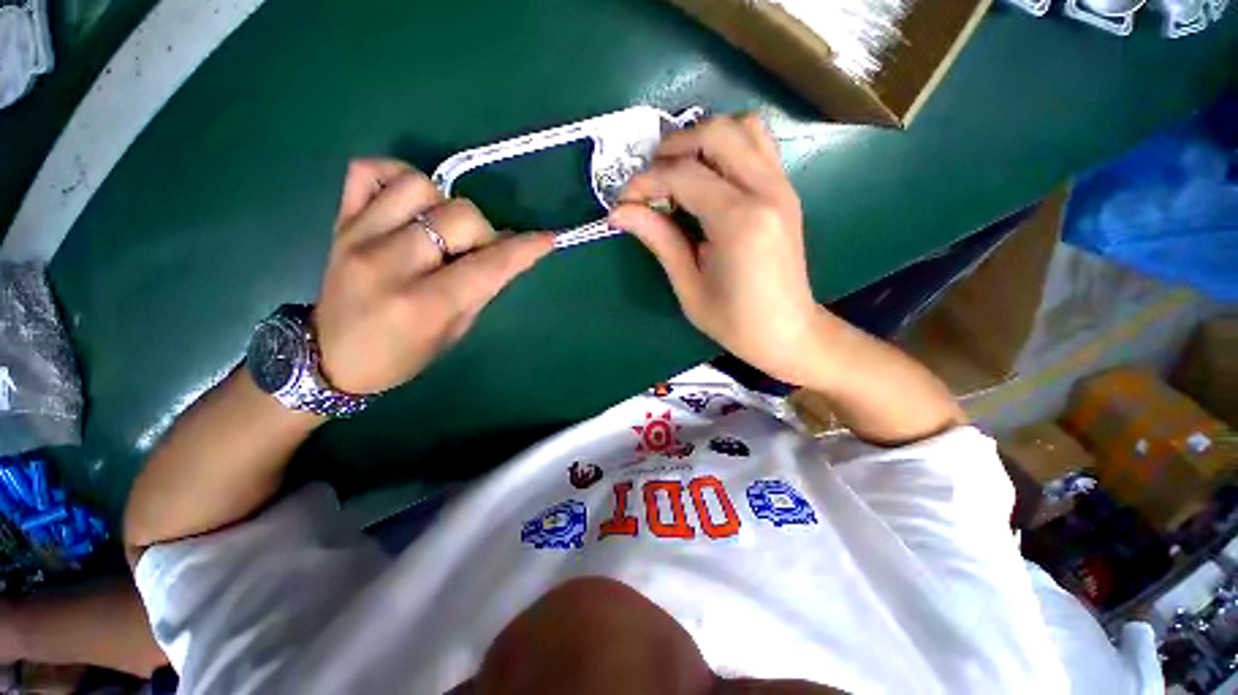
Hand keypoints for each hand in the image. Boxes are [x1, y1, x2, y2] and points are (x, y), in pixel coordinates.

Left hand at [313, 159, 552, 393]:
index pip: (489, 265)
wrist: (331, 357)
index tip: (547, 239)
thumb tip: (509, 253)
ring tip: (442, 229)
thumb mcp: (454, 332)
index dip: (525, 250)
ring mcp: (359, 236)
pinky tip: (410, 204)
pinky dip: (397, 177)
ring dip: (446, 206)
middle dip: (484, 232)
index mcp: (425, 304)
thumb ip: (482, 289)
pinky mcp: (339, 221)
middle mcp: (391, 263)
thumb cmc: (403, 356)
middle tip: (478, 250)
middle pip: (459, 215)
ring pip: (420, 185)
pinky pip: (368, 170)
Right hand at [610, 114, 825, 385]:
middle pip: (716, 133)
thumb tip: (620, 212)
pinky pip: (758, 145)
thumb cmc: (734, 321)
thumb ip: (659, 239)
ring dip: (704, 139)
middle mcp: (766, 191)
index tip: (623, 201)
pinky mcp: (786, 191)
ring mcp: (782, 187)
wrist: (788, 332)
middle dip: (673, 147)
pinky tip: (709, 177)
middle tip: (650, 179)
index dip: (645, 182)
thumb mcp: (688, 286)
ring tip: (679, 171)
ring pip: (743, 127)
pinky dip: (728, 146)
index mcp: (739, 221)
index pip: (683, 176)